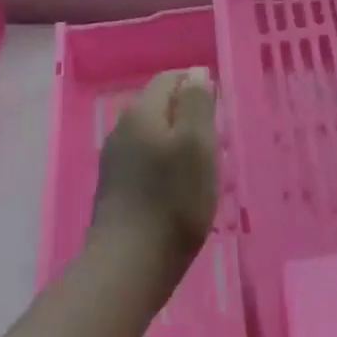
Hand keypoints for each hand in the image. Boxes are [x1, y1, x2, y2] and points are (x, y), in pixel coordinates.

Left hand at [89, 69, 218, 299]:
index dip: (197, 86)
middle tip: (218, 141)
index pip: (170, 78)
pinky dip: (166, 165)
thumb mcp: (197, 145)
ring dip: (179, 142)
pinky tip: (180, 189)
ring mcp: (115, 160)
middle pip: (160, 106)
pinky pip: (146, 160)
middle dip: (190, 115)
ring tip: (204, 167)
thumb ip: (197, 103)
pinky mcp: (115, 188)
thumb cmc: (173, 201)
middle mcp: (122, 129)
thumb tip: (196, 72)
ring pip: (154, 135)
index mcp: (141, 112)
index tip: (221, 110)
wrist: (129, 265)